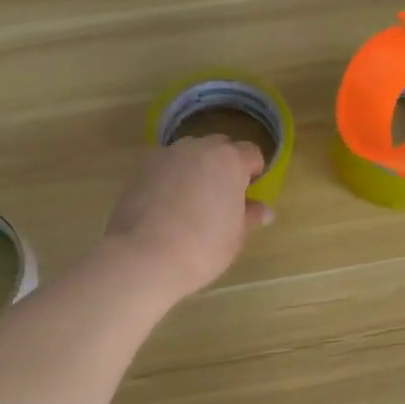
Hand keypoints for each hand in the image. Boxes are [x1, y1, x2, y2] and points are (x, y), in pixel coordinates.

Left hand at [101, 135, 271, 300]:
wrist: (144, 256)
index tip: (247, 193)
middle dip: (223, 165)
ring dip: (195, 168)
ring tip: (190, 199)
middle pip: (219, 147)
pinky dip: (169, 177)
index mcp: (230, 161)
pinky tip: (165, 204)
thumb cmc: (201, 248)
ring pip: (189, 153)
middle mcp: (199, 148)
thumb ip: (249, 215)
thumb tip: (263, 210)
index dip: (253, 171)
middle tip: (220, 196)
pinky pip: (164, 165)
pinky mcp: (140, 167)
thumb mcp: (235, 236)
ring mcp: (166, 154)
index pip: (251, 153)